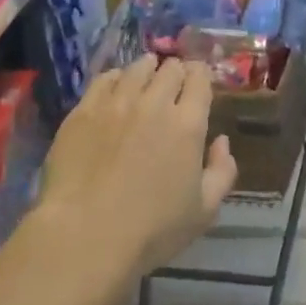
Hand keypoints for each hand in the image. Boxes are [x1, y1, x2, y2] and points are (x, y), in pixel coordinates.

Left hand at [38, 55, 237, 278]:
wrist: (85, 236)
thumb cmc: (151, 230)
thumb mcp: (204, 212)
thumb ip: (222, 172)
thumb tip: (221, 142)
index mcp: (188, 125)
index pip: (200, 79)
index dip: (201, 75)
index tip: (199, 82)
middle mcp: (155, 103)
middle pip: (170, 69)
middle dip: (177, 71)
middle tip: (174, 83)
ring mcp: (116, 103)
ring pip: (137, 68)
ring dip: (148, 69)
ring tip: (147, 75)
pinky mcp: (83, 111)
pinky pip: (105, 79)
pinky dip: (117, 77)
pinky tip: (116, 86)